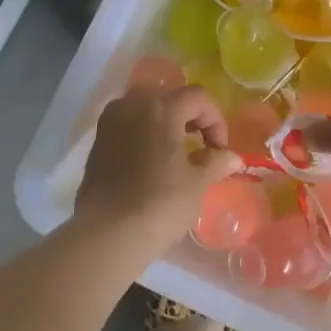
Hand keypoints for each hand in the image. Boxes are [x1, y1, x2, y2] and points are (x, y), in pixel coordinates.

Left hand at [76, 85, 241, 249]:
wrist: (108, 233)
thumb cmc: (160, 203)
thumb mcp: (197, 182)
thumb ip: (216, 162)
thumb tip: (233, 158)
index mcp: (161, 107)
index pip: (198, 98)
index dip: (216, 120)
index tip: (220, 150)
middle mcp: (132, 104)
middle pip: (170, 97)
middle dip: (190, 117)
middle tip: (202, 146)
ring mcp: (110, 121)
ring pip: (146, 109)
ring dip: (166, 124)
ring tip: (177, 152)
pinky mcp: (97, 141)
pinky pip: (128, 125)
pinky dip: (145, 134)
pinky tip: (153, 161)